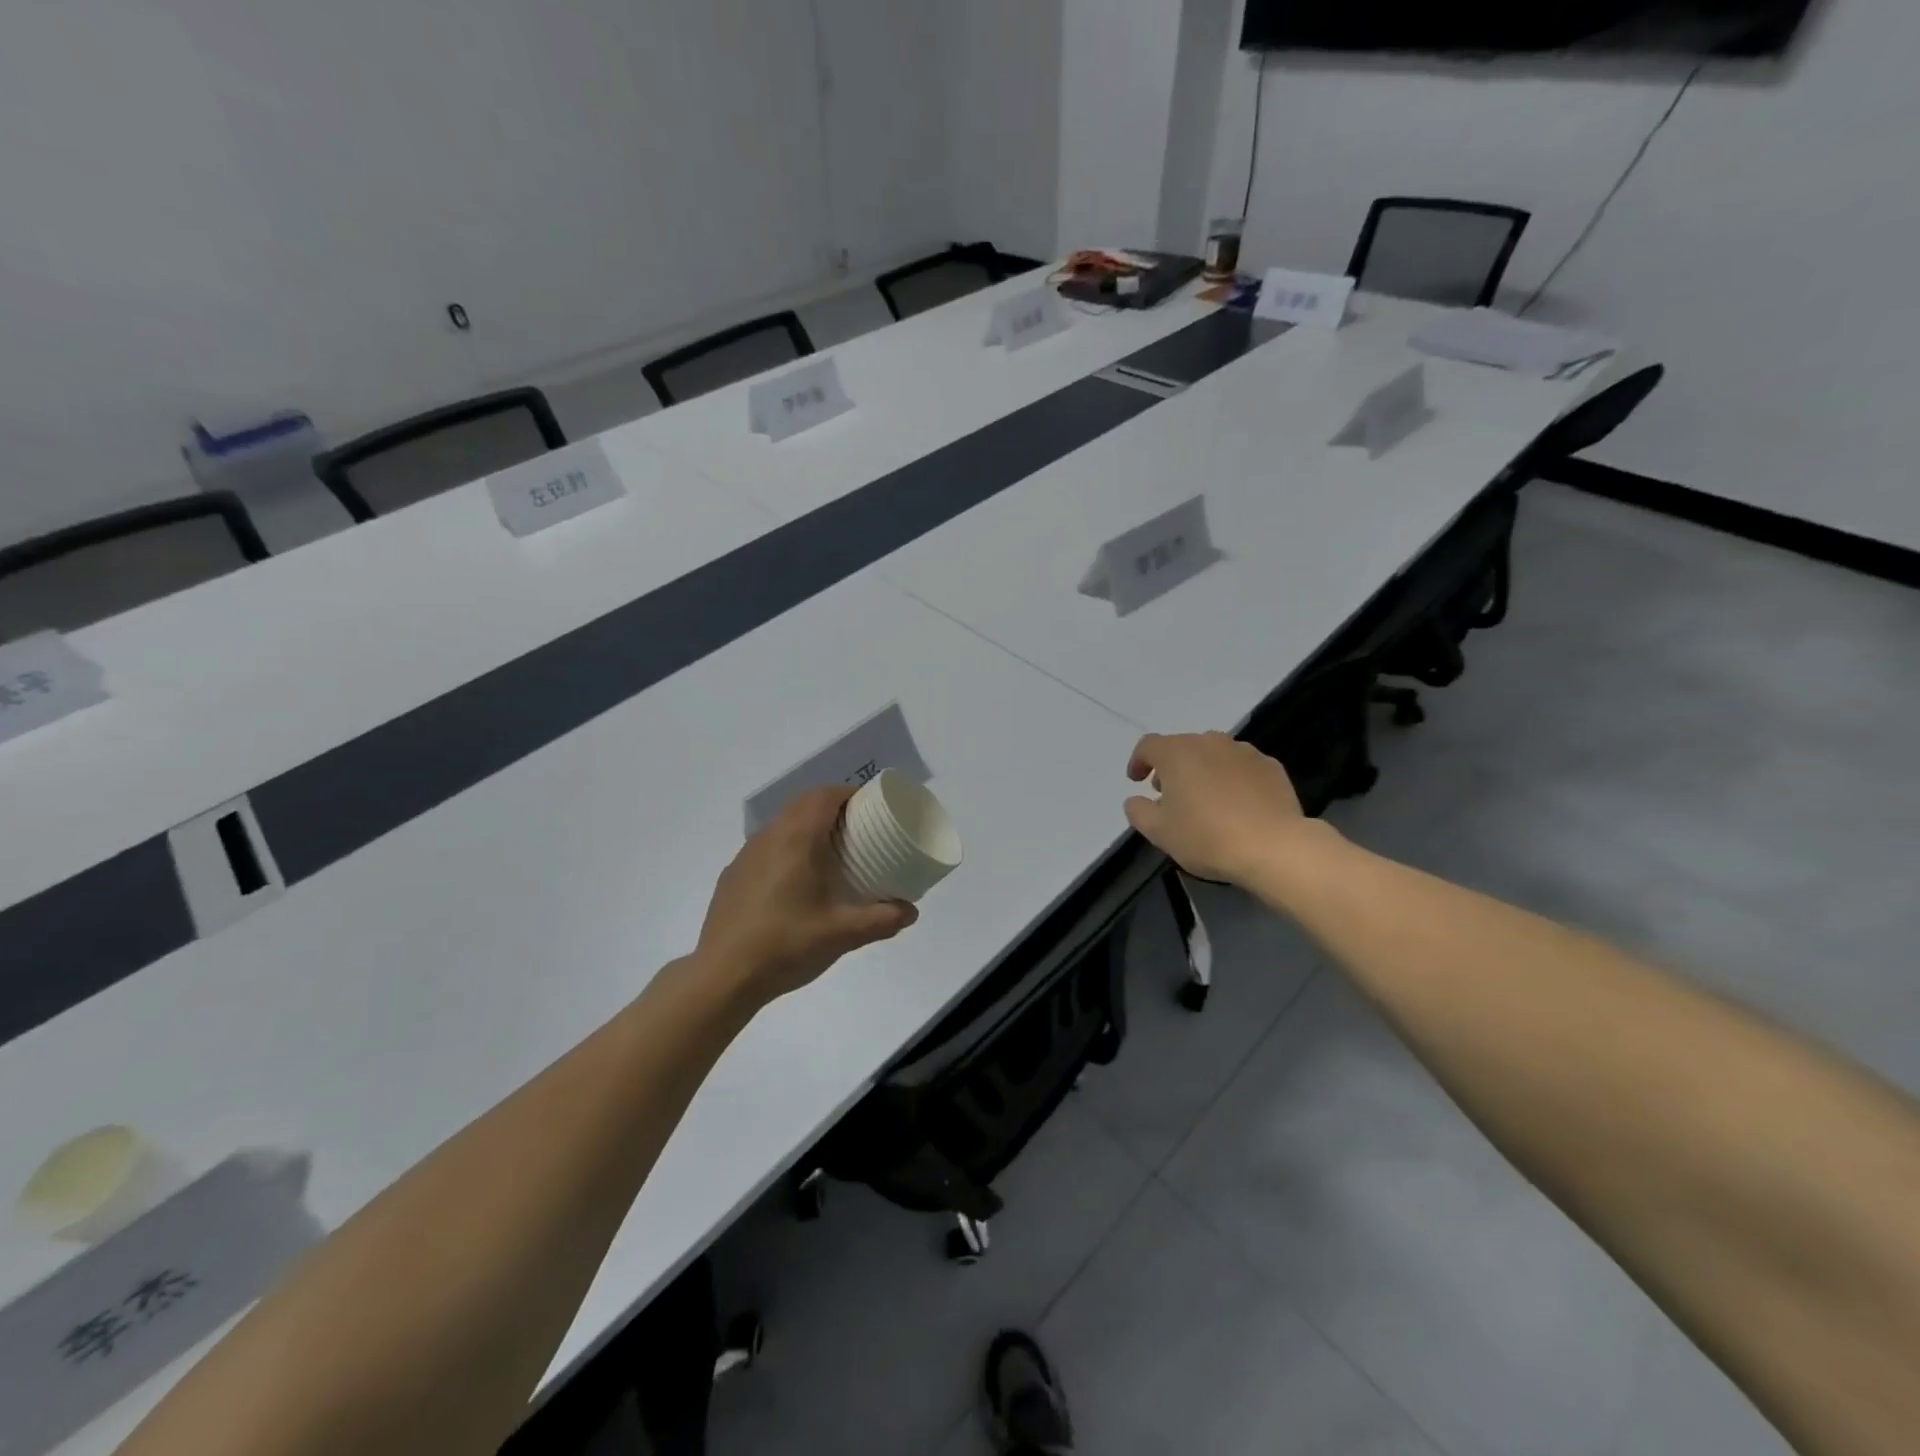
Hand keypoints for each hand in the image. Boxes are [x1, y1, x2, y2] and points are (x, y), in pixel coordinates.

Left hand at [695, 786, 917, 1003]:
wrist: (723, 976)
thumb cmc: (786, 944)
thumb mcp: (842, 935)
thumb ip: (881, 920)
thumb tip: (910, 912)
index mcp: (796, 838)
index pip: (824, 795)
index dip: (850, 794)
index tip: (872, 808)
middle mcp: (768, 837)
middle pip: (803, 804)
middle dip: (832, 807)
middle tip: (858, 829)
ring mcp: (746, 855)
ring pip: (782, 824)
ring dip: (807, 827)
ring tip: (830, 853)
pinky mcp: (733, 876)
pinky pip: (766, 847)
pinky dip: (787, 848)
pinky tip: (795, 882)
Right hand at [1124, 732, 1329, 885]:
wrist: (1274, 847)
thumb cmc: (1207, 837)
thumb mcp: (1159, 832)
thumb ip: (1138, 811)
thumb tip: (1135, 800)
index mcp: (1177, 753)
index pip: (1148, 746)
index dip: (1138, 761)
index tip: (1136, 781)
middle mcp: (1209, 742)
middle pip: (1182, 747)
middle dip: (1171, 767)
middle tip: (1169, 794)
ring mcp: (1243, 751)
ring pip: (1213, 754)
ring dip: (1202, 770)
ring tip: (1204, 799)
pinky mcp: (1270, 766)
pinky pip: (1241, 766)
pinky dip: (1232, 778)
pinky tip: (1236, 804)